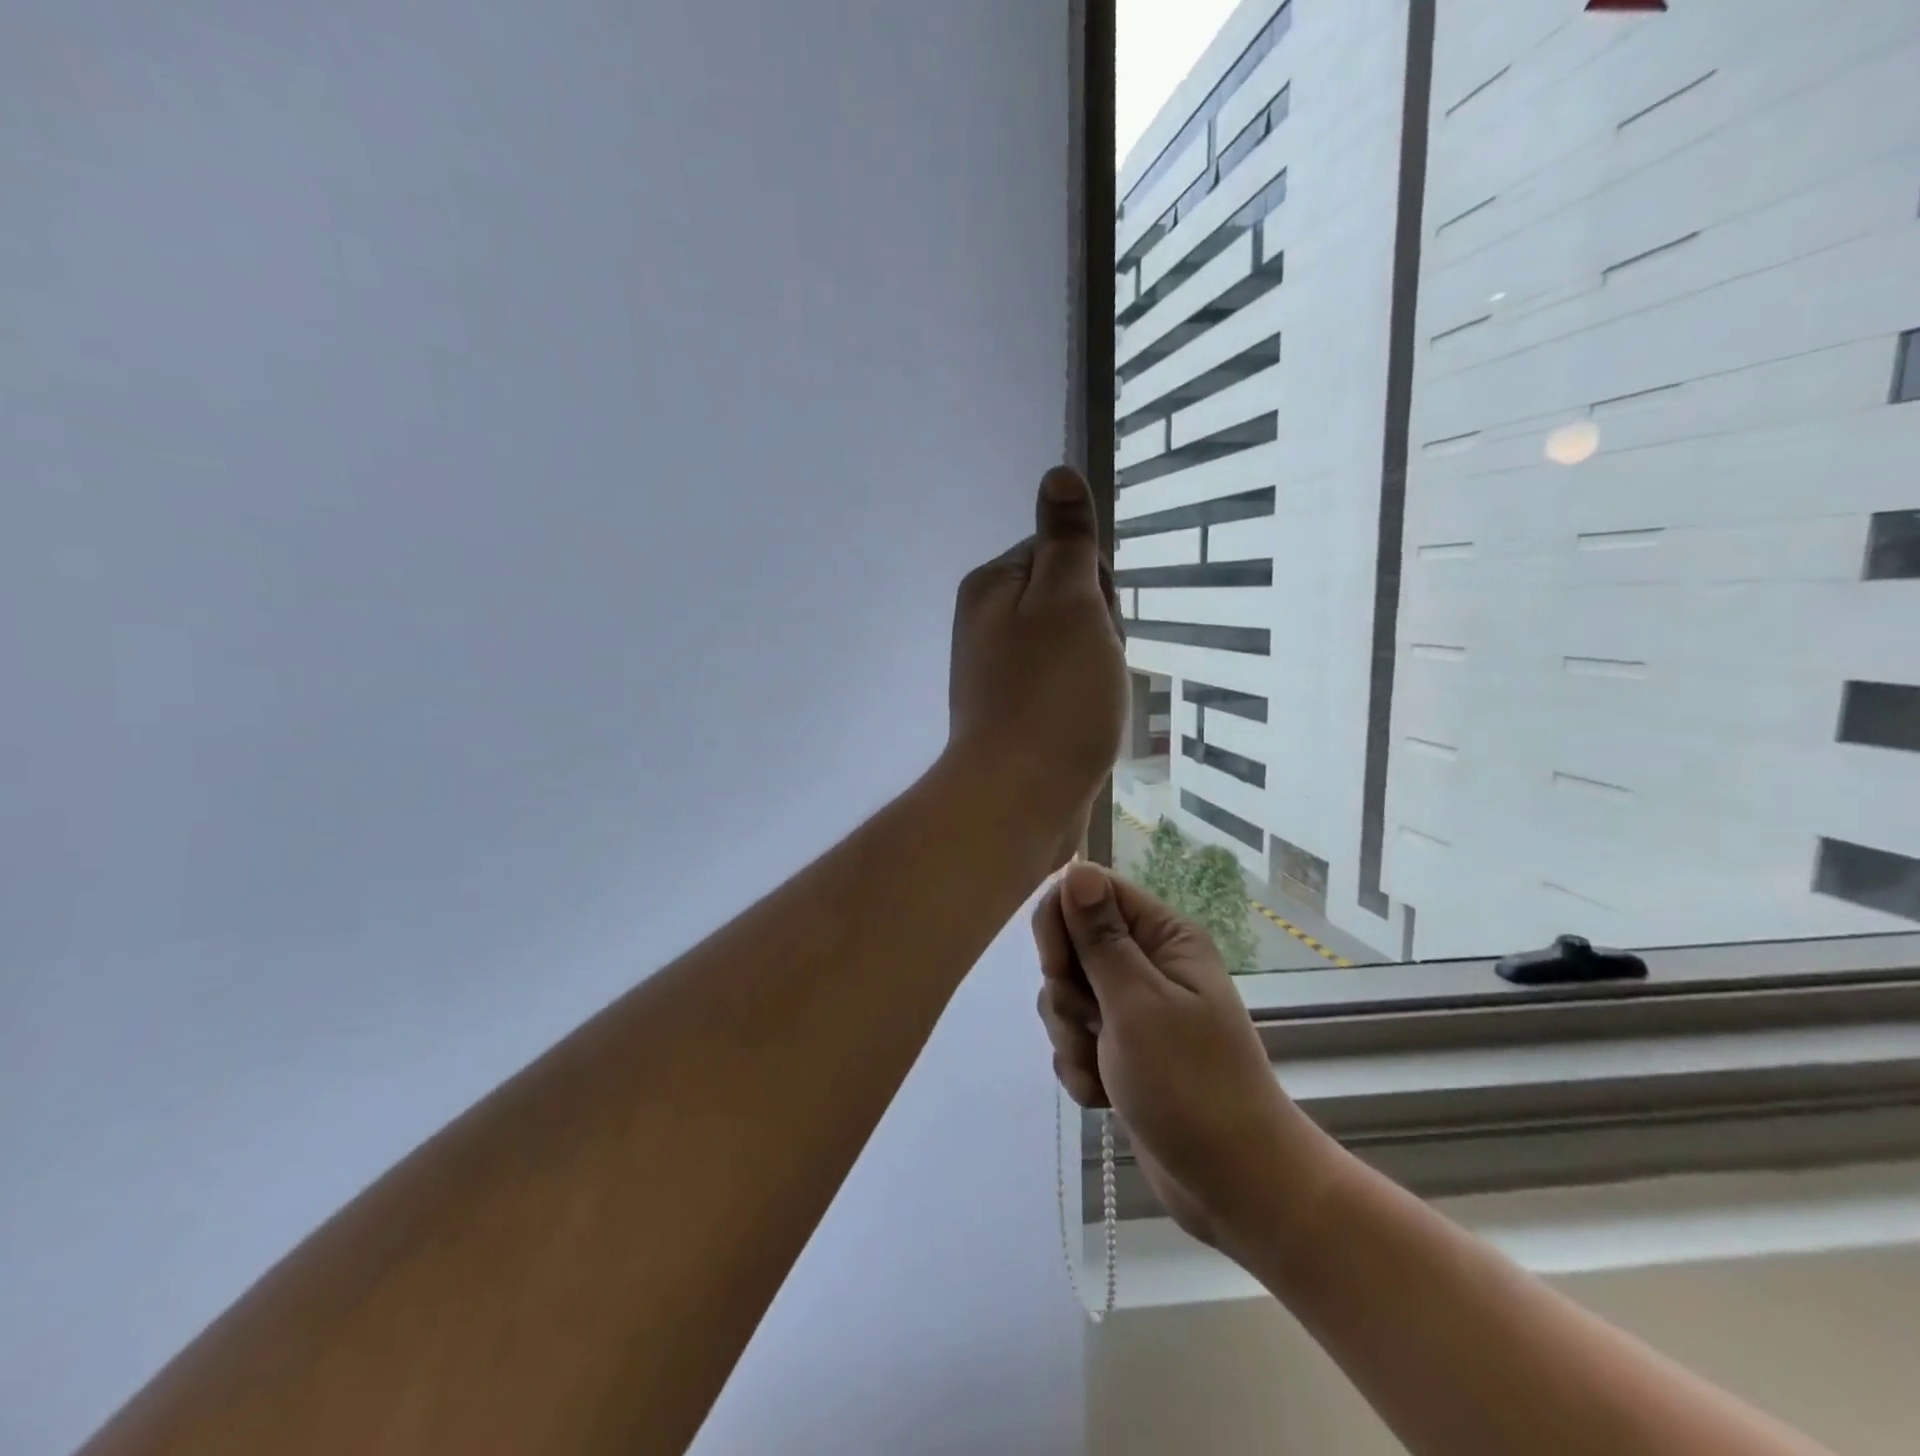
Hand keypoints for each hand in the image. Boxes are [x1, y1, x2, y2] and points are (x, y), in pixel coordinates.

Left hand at [946, 467, 1126, 867]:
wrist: (1021, 799)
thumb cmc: (1052, 696)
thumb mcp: (1068, 602)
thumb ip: (1066, 539)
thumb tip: (1057, 472)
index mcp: (992, 586)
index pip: (1063, 552)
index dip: (1095, 585)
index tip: (1095, 623)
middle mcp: (987, 623)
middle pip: (1069, 601)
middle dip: (1097, 630)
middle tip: (1093, 669)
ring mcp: (998, 672)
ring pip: (1074, 648)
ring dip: (1096, 669)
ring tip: (1091, 704)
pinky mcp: (1015, 714)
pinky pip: (1064, 688)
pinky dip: (1083, 702)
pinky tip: (1084, 725)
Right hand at [1034, 863, 1328, 1251]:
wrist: (1233, 1185)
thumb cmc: (1191, 1085)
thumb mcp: (1138, 1004)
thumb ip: (1100, 937)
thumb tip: (1077, 868)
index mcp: (1162, 937)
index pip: (1090, 892)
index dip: (1061, 921)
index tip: (1057, 966)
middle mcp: (1147, 963)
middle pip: (1070, 946)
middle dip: (1066, 992)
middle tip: (1091, 1025)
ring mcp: (1133, 1009)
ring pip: (1066, 997)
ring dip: (1072, 1037)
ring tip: (1103, 1069)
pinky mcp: (1121, 1050)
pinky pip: (1075, 1040)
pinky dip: (1081, 1068)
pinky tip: (1105, 1095)